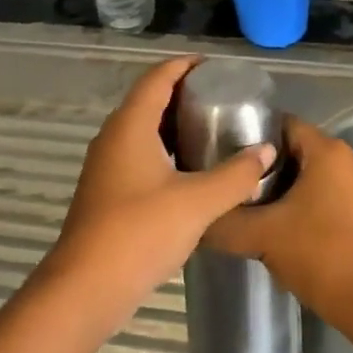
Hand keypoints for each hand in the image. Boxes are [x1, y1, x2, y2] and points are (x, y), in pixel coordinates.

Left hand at [40, 56, 274, 331]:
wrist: (86, 287)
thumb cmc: (140, 232)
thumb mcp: (197, 202)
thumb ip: (235, 175)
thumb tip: (266, 151)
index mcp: (130, 126)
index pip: (157, 78)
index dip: (183, 65)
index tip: (213, 66)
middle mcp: (113, 138)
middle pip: (147, 100)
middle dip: (181, 93)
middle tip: (220, 97)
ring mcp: (105, 166)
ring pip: (141, 130)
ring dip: (171, 124)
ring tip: (209, 129)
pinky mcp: (106, 191)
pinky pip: (137, 154)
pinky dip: (163, 150)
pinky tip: (188, 170)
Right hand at [205, 118, 352, 320]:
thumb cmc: (320, 256)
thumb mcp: (262, 237)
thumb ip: (225, 224)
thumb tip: (199, 221)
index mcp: (329, 152)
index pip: (285, 125)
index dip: (255, 139)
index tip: (231, 158)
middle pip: (303, 152)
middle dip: (272, 169)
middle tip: (241, 190)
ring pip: (321, 177)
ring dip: (295, 191)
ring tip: (264, 213)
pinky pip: (339, 198)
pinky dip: (317, 207)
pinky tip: (295, 233)